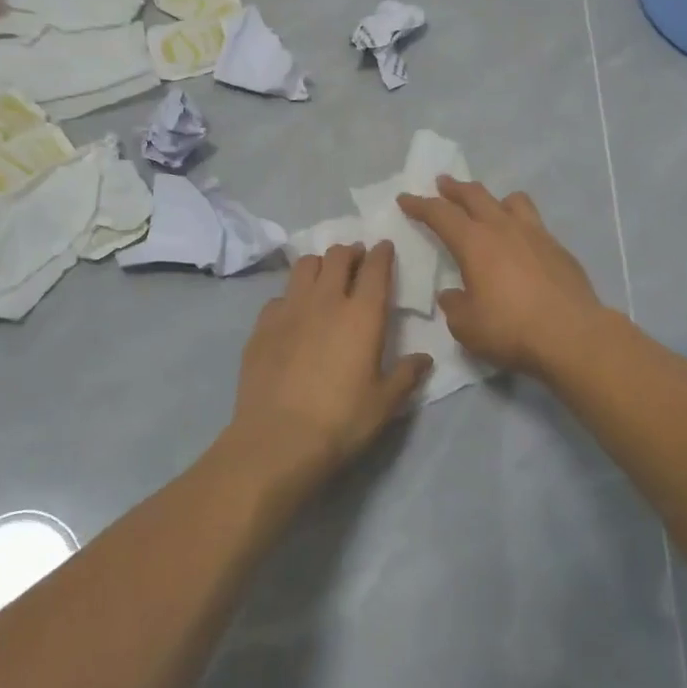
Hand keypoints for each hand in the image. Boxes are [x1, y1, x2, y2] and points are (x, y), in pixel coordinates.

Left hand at [227, 241, 430, 497]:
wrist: (277, 440)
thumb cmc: (341, 421)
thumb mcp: (384, 403)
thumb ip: (406, 375)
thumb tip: (425, 359)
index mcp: (363, 314)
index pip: (376, 268)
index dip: (382, 253)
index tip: (385, 247)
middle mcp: (326, 300)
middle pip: (338, 257)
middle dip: (351, 253)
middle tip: (357, 260)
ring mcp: (290, 309)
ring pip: (305, 266)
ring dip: (320, 264)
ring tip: (325, 276)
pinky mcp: (262, 325)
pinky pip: (279, 296)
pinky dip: (291, 295)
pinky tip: (294, 313)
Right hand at [397, 178, 605, 377]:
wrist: (572, 335)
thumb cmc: (511, 329)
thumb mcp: (467, 326)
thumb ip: (454, 305)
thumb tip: (453, 294)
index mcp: (474, 242)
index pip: (440, 214)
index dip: (420, 205)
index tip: (405, 198)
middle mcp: (504, 228)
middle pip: (475, 195)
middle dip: (454, 188)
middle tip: (443, 183)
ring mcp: (536, 234)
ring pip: (512, 201)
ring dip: (493, 199)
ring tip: (489, 206)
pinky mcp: (559, 248)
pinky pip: (534, 223)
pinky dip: (520, 224)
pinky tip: (520, 243)